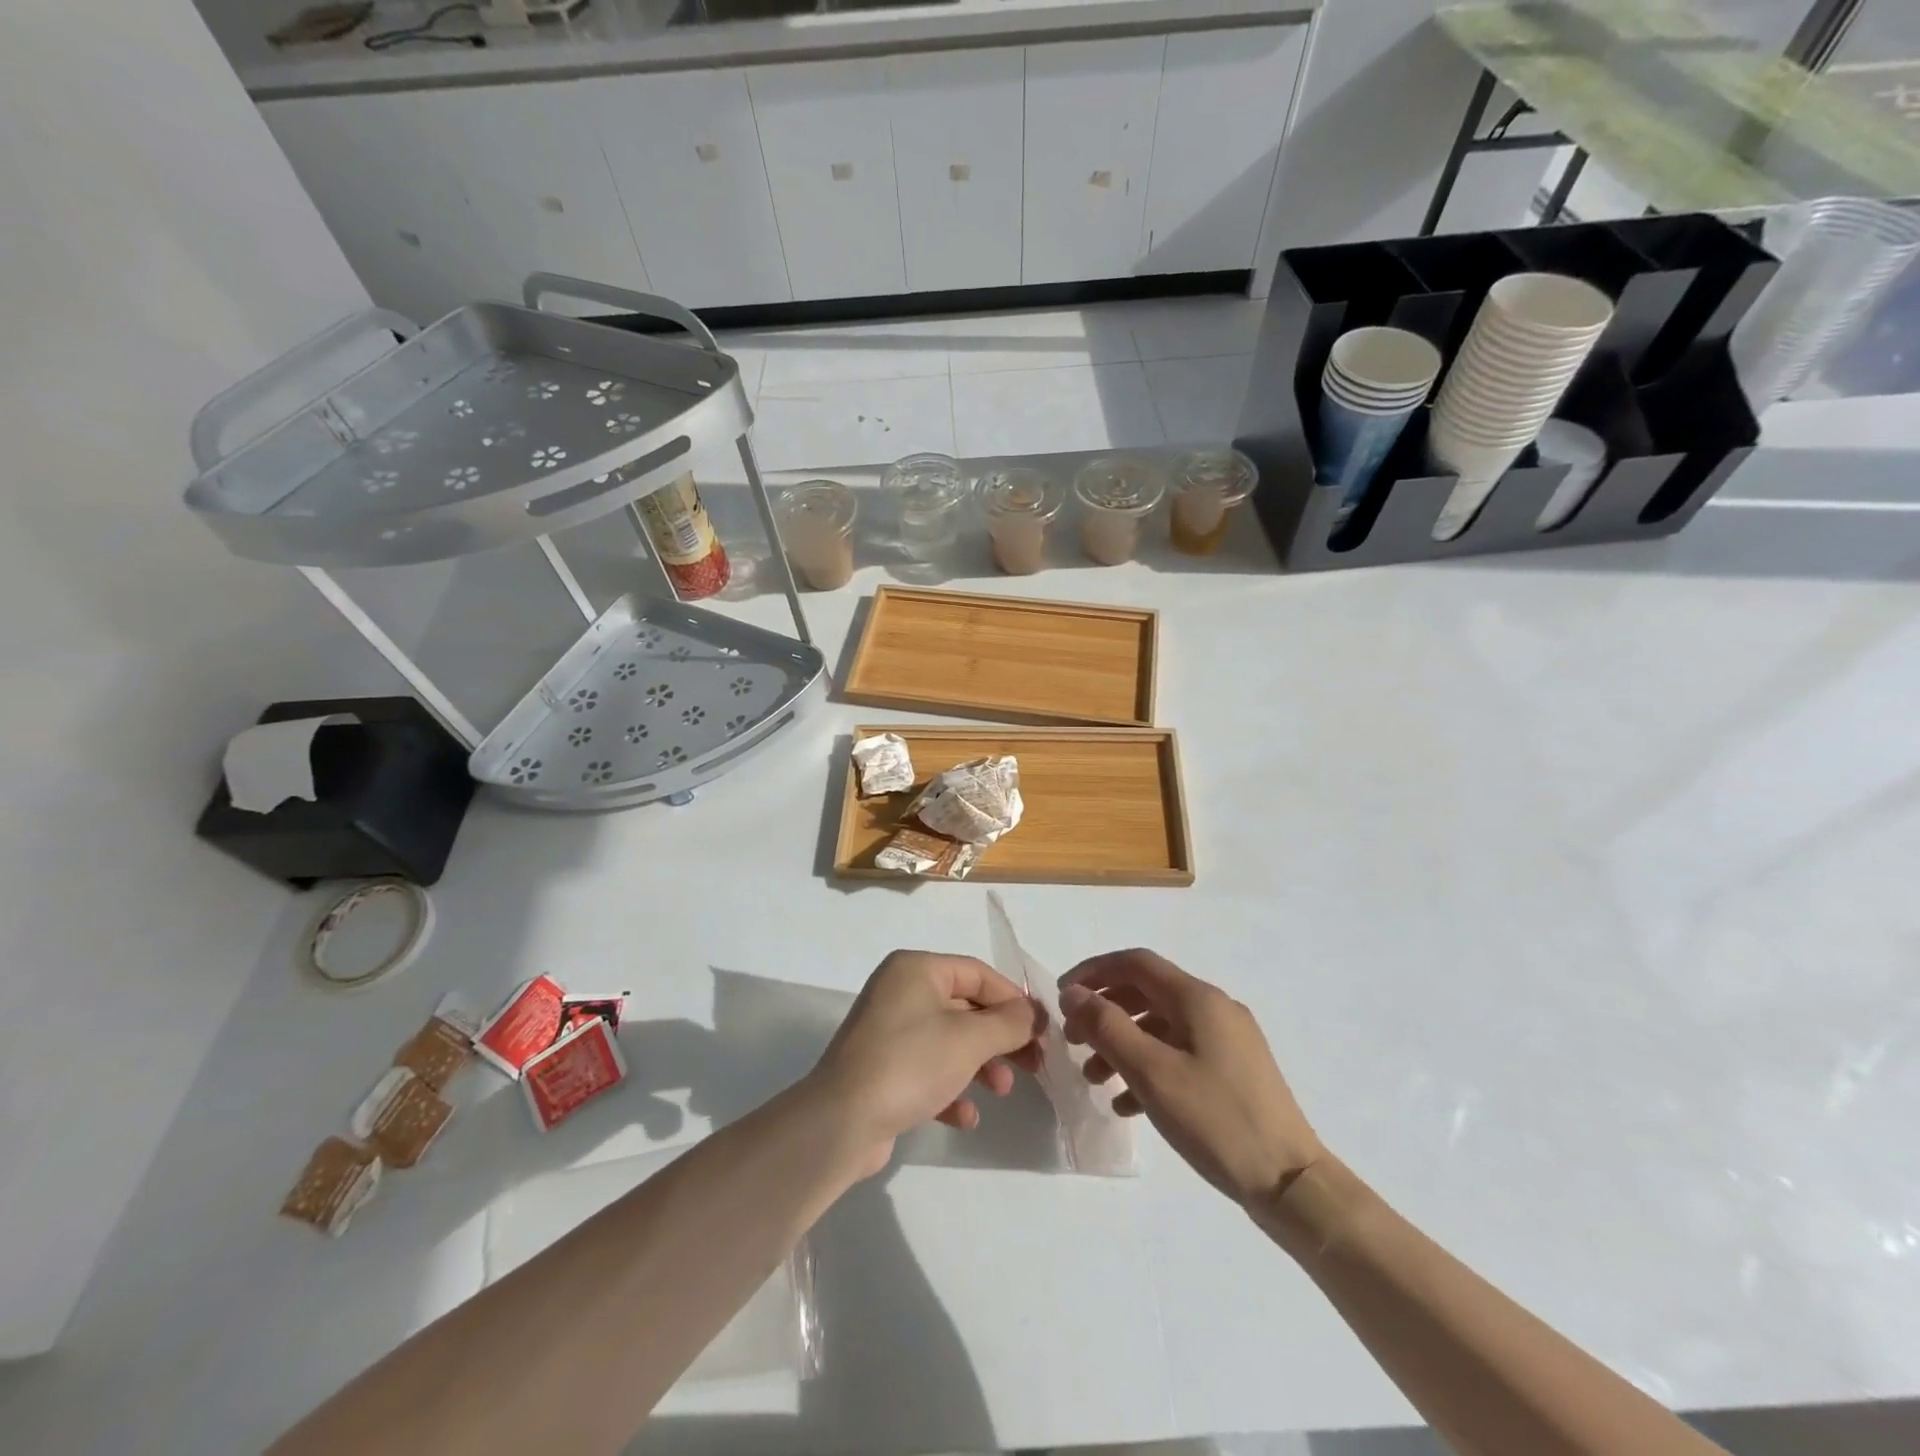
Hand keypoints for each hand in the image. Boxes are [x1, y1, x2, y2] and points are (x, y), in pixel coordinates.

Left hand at [807, 951, 1043, 1179]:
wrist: (841, 1122)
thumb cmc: (910, 1063)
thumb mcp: (969, 1039)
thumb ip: (1009, 1023)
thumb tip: (1033, 1013)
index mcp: (916, 969)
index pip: (977, 973)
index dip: (1013, 1000)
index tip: (1042, 1031)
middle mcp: (900, 992)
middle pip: (965, 1008)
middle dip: (1000, 1038)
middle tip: (1032, 1064)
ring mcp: (888, 1032)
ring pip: (949, 1041)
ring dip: (980, 1065)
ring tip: (1001, 1091)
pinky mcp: (882, 1070)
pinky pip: (928, 1071)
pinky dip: (950, 1089)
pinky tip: (965, 1117)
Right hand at [1059, 950, 1323, 1208]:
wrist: (1291, 1183)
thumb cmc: (1215, 1120)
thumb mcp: (1151, 1071)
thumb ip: (1107, 1026)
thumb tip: (1074, 993)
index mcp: (1198, 998)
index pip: (1135, 963)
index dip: (1094, 972)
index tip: (1062, 997)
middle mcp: (1214, 1009)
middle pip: (1146, 993)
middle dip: (1105, 1012)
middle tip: (1075, 1041)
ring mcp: (1228, 1041)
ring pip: (1161, 1027)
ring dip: (1123, 1044)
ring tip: (1095, 1079)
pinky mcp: (1234, 1072)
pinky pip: (1180, 1054)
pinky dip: (1149, 1067)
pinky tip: (1128, 1104)